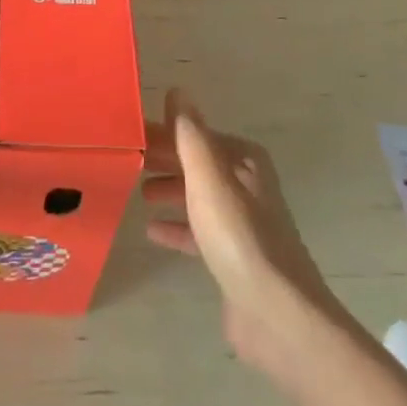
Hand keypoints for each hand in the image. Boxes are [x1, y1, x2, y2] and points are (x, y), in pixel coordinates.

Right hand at [144, 89, 348, 375]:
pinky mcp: (235, 258)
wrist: (277, 315)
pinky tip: (153, 232)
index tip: (132, 136)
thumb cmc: (239, 237)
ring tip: (139, 193)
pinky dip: (178, 227)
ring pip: (199, 196)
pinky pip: (200, 232)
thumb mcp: (208, 178)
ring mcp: (243, 223)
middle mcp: (247, 185)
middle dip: (166, 161)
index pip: (197, 135)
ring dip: (171, 191)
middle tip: (129, 162)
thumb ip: (190, 134)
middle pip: (198, 164)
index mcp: (244, 160)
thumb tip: (178, 90)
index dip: (165, 134)